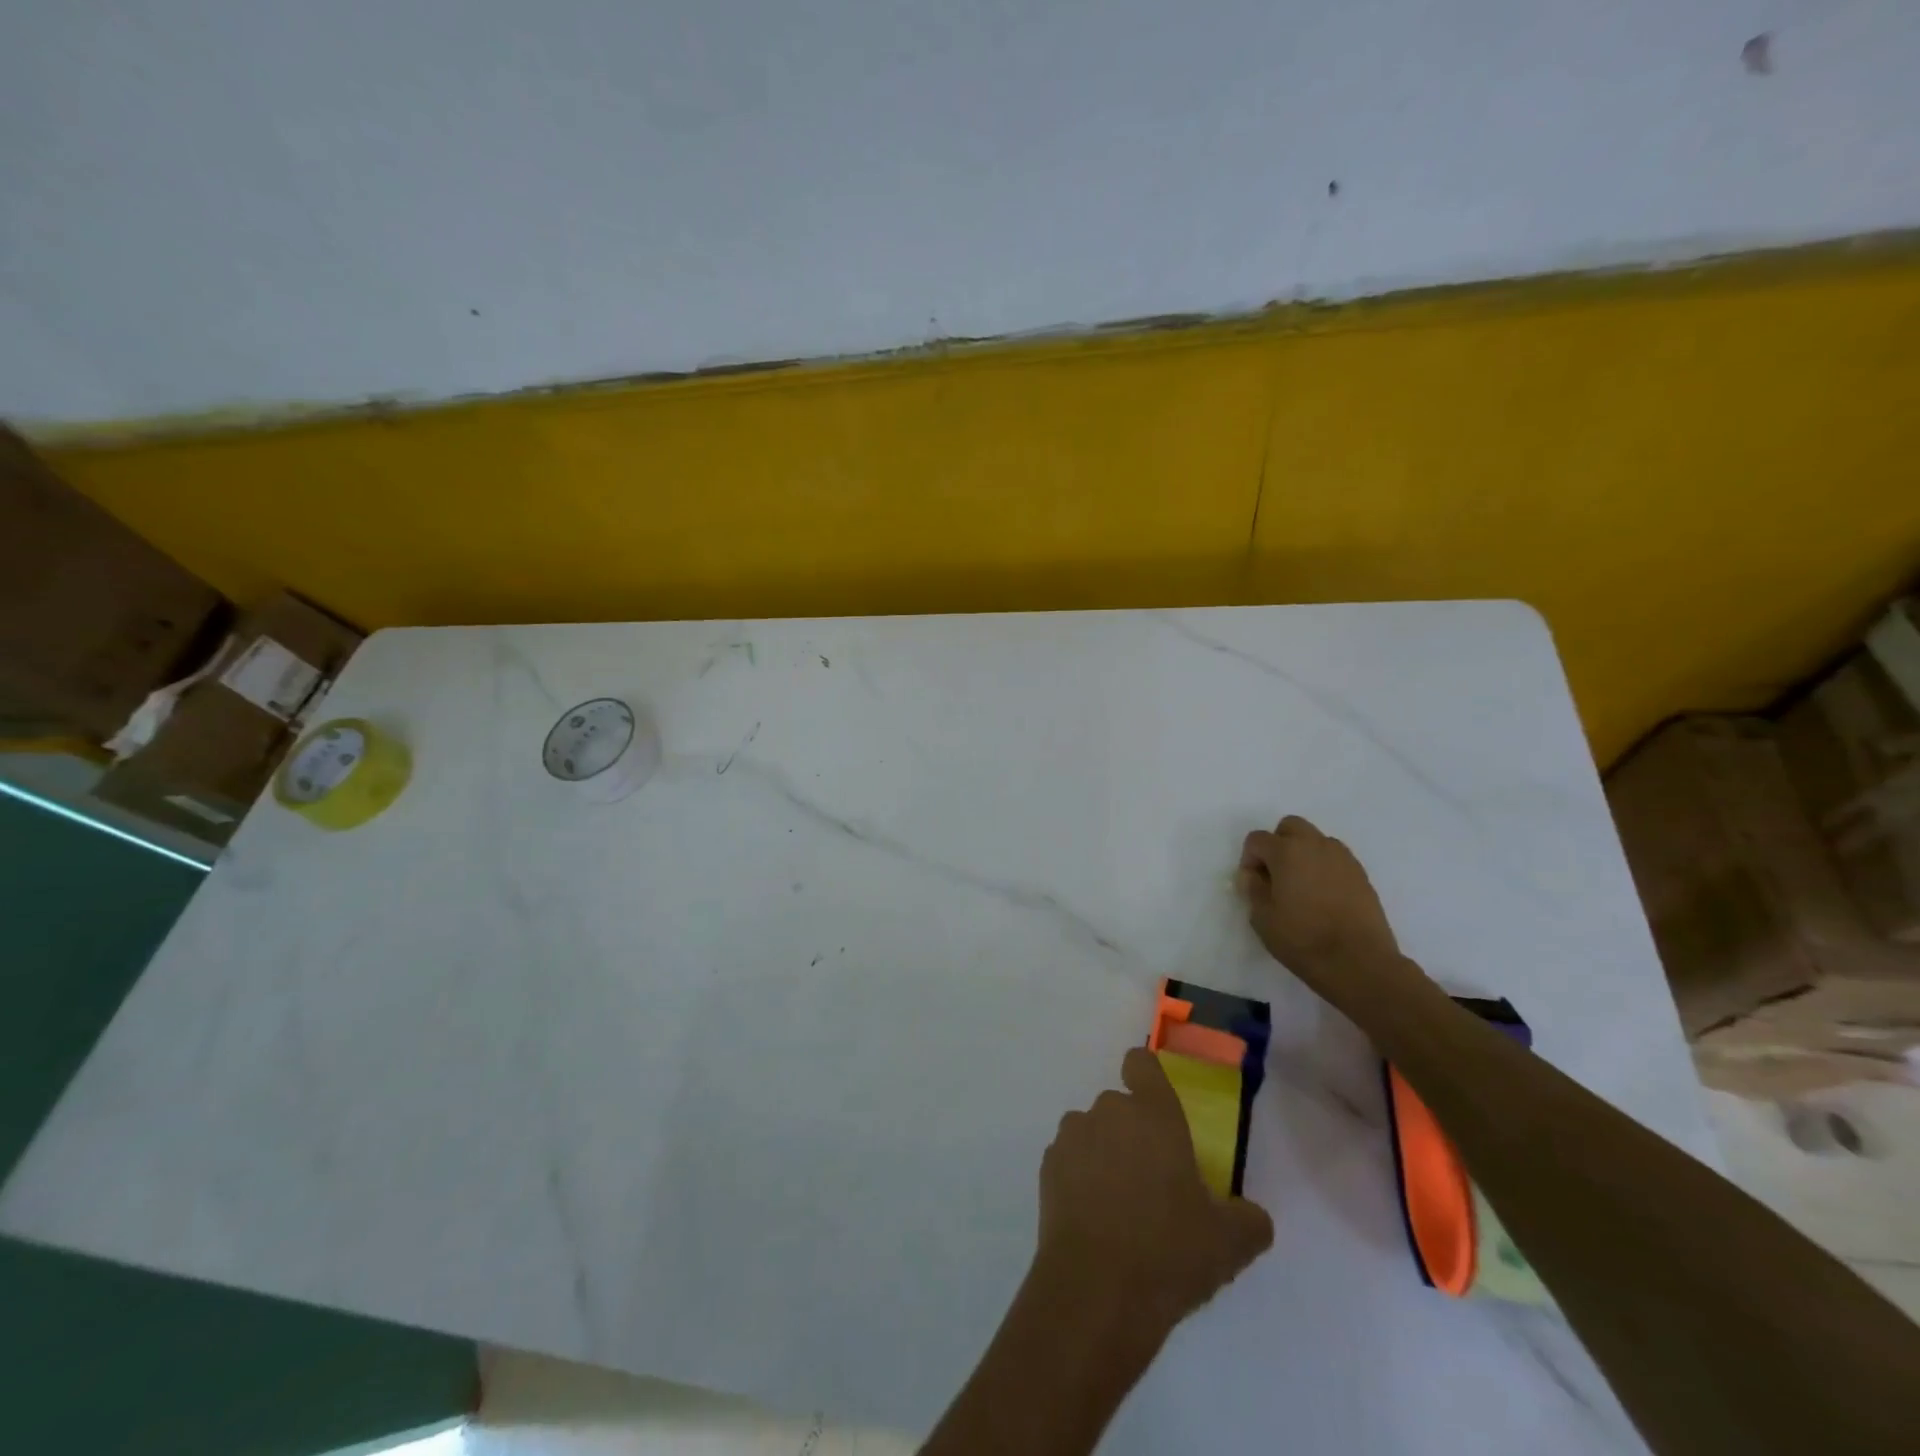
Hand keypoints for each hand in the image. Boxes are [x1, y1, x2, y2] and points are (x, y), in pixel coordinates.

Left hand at [1038, 1047, 1272, 1337]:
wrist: (1095, 1291)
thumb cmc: (1168, 1251)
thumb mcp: (1229, 1243)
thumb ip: (1248, 1220)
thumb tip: (1251, 1216)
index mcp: (1153, 1114)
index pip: (1141, 1063)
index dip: (1147, 1078)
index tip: (1157, 1108)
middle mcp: (1108, 1111)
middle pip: (1119, 1106)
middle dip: (1132, 1133)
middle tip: (1152, 1182)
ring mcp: (1072, 1136)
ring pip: (1091, 1132)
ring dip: (1103, 1154)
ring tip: (1120, 1206)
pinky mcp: (1047, 1166)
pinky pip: (1069, 1160)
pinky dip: (1079, 1179)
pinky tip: (1094, 1221)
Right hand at [1237, 815, 1407, 994]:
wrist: (1360, 963)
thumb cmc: (1303, 940)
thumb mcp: (1262, 918)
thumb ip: (1252, 889)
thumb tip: (1252, 875)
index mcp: (1286, 852)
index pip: (1257, 839)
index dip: (1249, 859)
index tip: (1253, 884)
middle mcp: (1315, 845)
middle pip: (1290, 827)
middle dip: (1278, 844)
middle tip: (1276, 876)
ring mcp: (1343, 858)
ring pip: (1315, 840)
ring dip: (1303, 853)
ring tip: (1302, 887)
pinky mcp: (1361, 874)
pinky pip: (1335, 858)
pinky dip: (1324, 867)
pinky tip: (1323, 896)